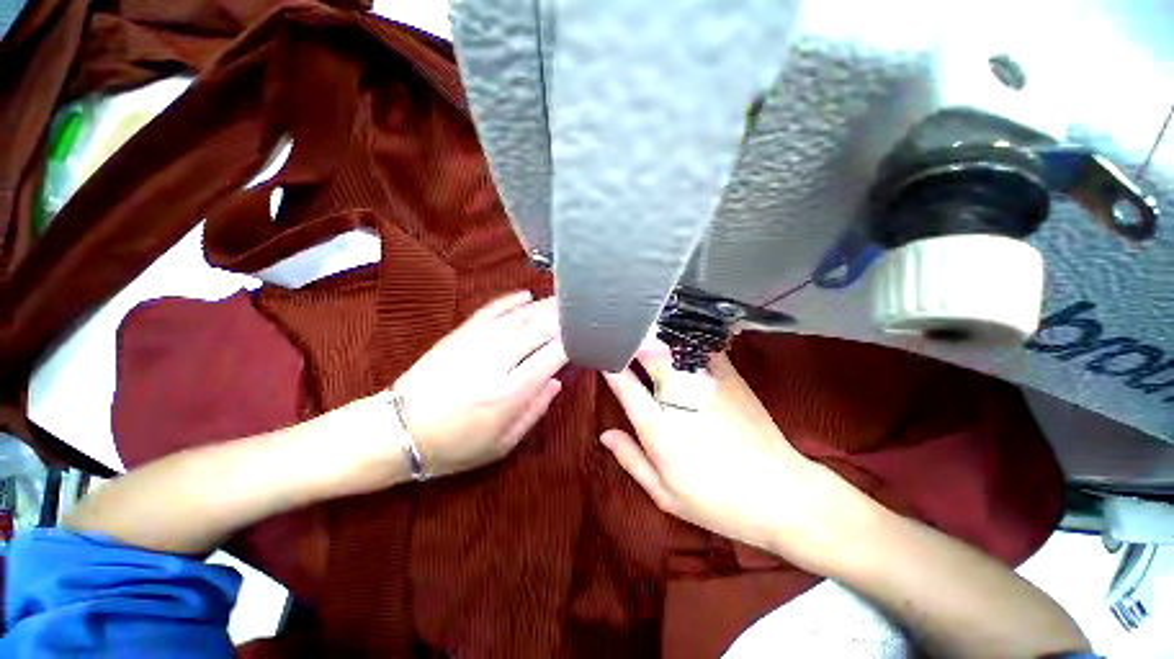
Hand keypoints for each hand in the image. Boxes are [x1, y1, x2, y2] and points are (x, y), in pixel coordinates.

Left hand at [391, 291, 567, 476]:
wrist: (396, 431)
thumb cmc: (453, 446)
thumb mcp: (502, 443)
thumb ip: (534, 410)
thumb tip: (556, 381)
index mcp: (509, 392)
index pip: (551, 356)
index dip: (571, 342)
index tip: (585, 335)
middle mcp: (496, 362)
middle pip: (538, 329)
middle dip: (562, 316)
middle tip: (580, 308)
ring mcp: (475, 343)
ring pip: (518, 316)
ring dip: (543, 305)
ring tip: (562, 299)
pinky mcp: (458, 334)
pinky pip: (490, 310)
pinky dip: (510, 300)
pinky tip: (526, 295)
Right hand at [601, 339, 866, 566]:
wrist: (781, 494)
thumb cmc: (716, 501)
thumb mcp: (665, 493)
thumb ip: (631, 459)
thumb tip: (605, 434)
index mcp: (657, 426)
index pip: (624, 385)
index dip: (609, 366)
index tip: (601, 354)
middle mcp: (677, 397)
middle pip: (647, 356)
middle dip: (630, 341)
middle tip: (619, 331)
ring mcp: (705, 383)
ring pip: (672, 347)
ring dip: (654, 335)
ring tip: (642, 325)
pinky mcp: (729, 376)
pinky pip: (702, 348)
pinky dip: (685, 339)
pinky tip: (678, 333)